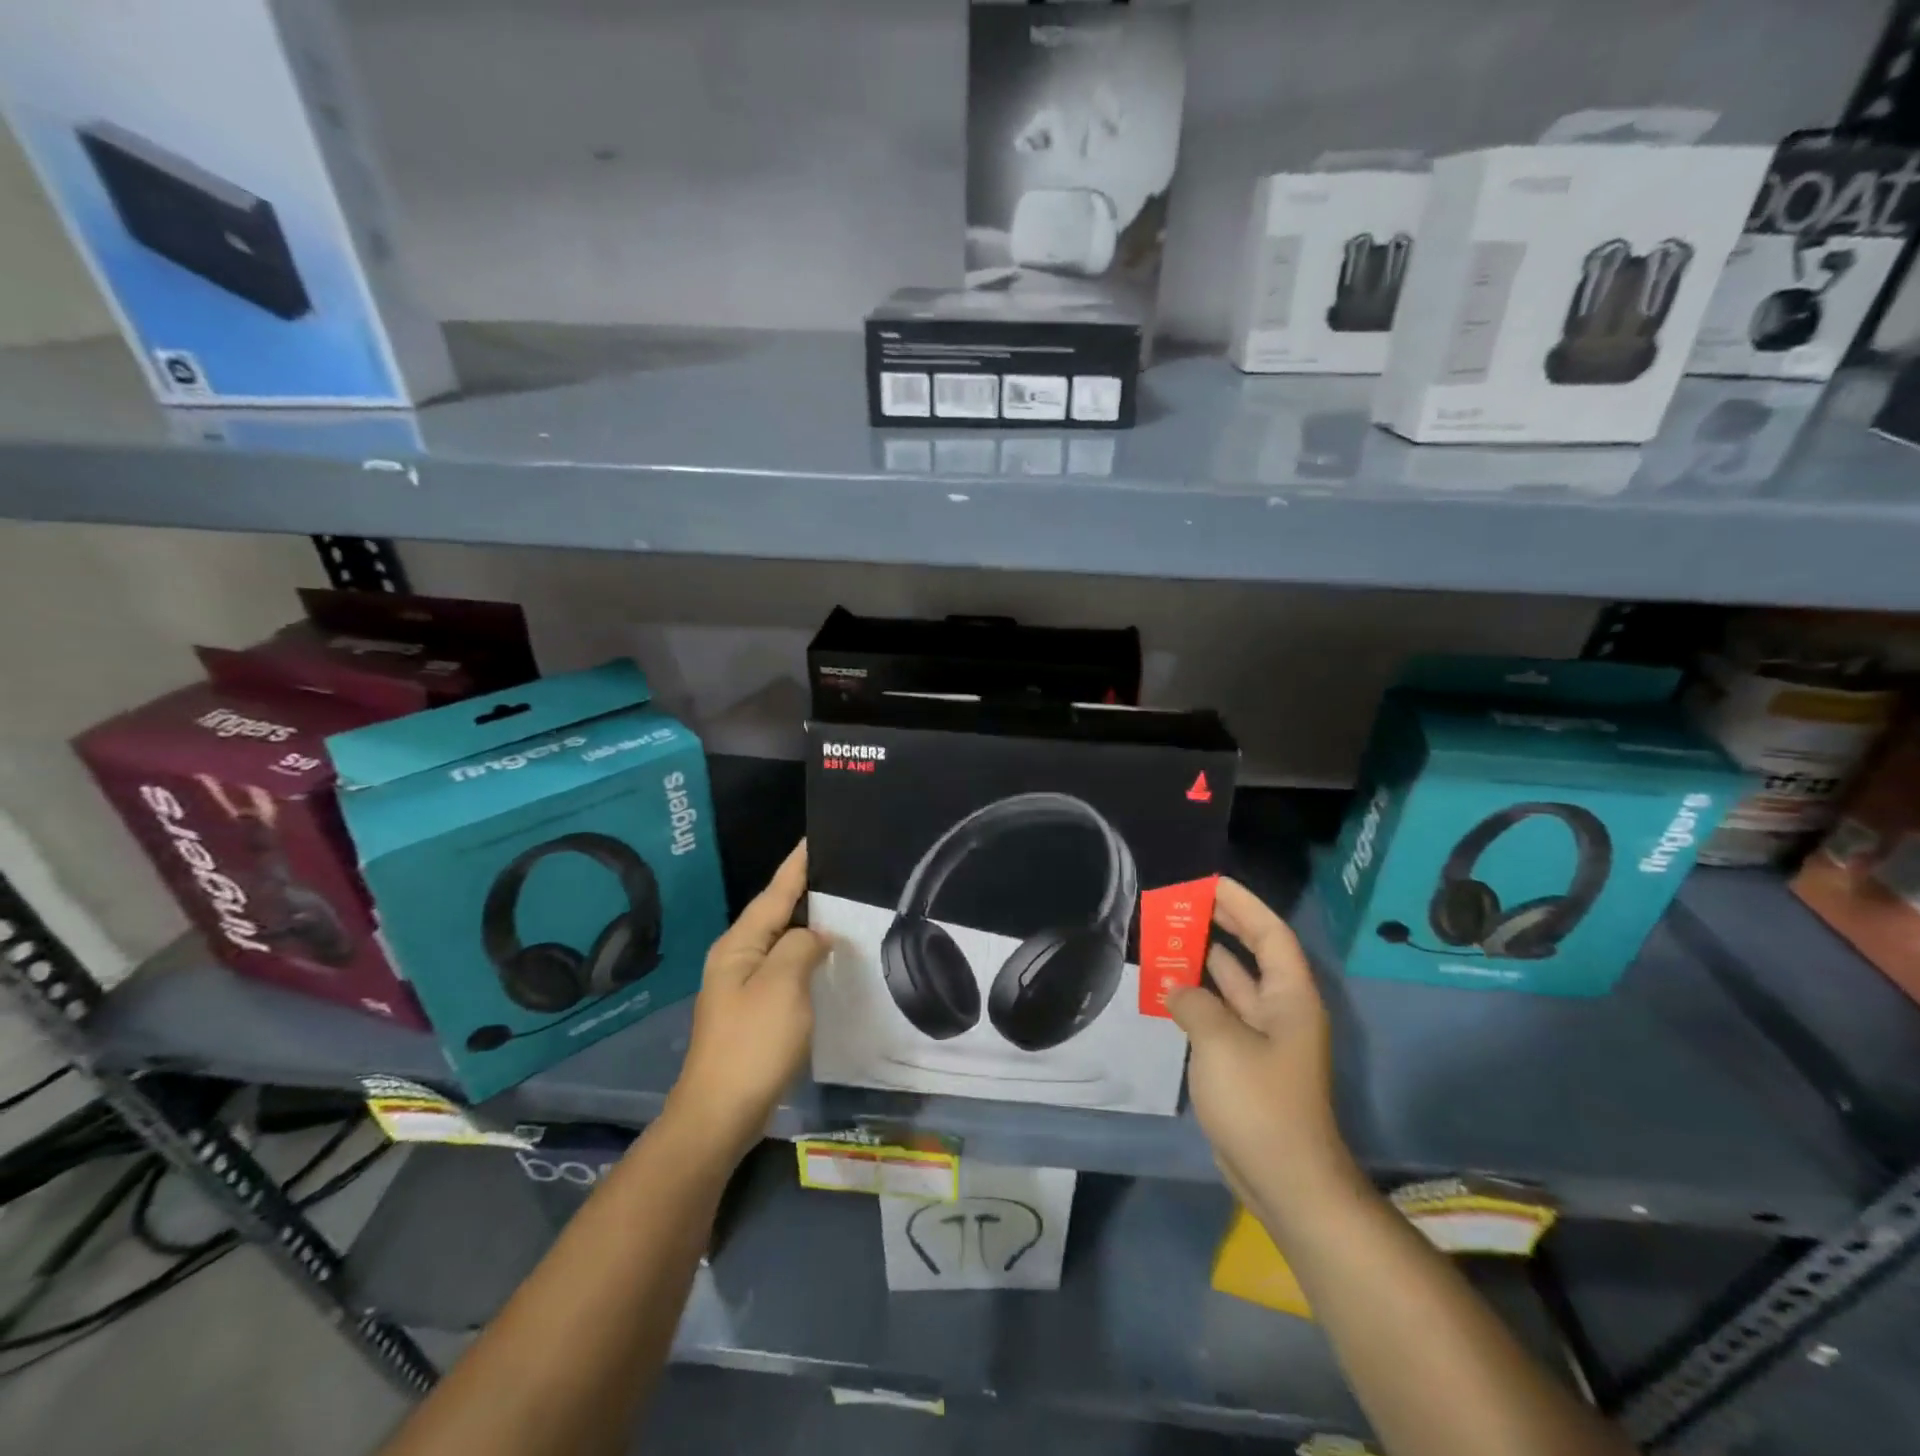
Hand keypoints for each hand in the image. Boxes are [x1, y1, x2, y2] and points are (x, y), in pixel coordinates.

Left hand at [667, 842, 825, 1154]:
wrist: (721, 1113)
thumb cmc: (753, 1042)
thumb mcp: (783, 984)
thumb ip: (802, 946)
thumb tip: (816, 936)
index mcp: (740, 944)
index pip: (776, 891)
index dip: (798, 864)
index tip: (816, 836)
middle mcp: (738, 957)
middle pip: (777, 912)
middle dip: (807, 890)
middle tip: (844, 869)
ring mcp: (744, 985)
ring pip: (783, 941)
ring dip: (810, 924)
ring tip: (844, 905)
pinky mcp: (755, 1011)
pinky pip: (786, 968)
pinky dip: (807, 955)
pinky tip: (828, 957)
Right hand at [1168, 878, 1356, 1223]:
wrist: (1285, 1180)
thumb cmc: (1261, 1103)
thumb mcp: (1221, 1042)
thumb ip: (1194, 1003)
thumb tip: (1176, 987)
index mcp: (1290, 998)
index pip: (1270, 934)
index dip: (1243, 904)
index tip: (1210, 882)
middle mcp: (1282, 1011)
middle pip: (1252, 953)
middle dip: (1222, 925)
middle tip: (1184, 903)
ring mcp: (1264, 1038)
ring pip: (1233, 984)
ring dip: (1204, 960)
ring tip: (1169, 936)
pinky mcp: (1247, 1063)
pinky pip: (1220, 1014)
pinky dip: (1197, 996)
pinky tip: (1169, 988)